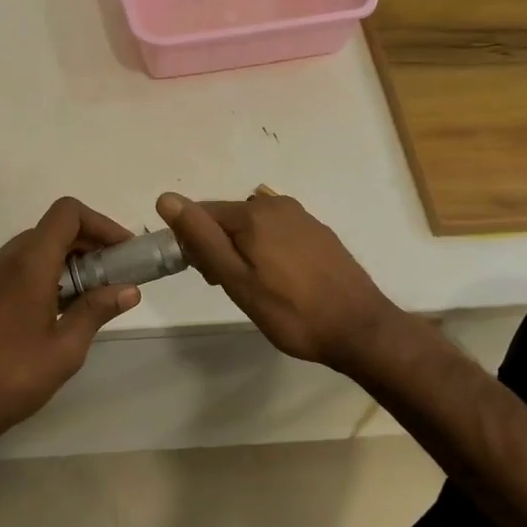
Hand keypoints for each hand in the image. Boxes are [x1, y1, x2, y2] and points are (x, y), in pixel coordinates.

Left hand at [0, 197, 141, 452]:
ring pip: (30, 249)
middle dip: (87, 244)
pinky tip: (48, 311)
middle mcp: (3, 260)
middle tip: (112, 275)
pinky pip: (11, 269)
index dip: (100, 222)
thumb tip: (129, 290)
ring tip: (85, 296)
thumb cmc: (12, 378)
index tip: (122, 250)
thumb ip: (96, 311)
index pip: (67, 213)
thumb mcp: (65, 349)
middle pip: (50, 229)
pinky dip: (38, 274)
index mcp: (29, 264)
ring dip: (62, 261)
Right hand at [155, 188, 400, 371]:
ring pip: (253, 227)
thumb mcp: (236, 280)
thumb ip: (201, 238)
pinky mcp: (319, 232)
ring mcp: (302, 217)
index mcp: (253, 213)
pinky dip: (267, 251)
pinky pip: (277, 233)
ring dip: (242, 250)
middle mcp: (277, 204)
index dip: (194, 244)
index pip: (201, 214)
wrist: (360, 328)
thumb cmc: (290, 311)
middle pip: (228, 219)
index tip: (207, 278)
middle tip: (229, 287)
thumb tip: (166, 199)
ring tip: (256, 289)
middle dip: (218, 247)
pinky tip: (280, 282)